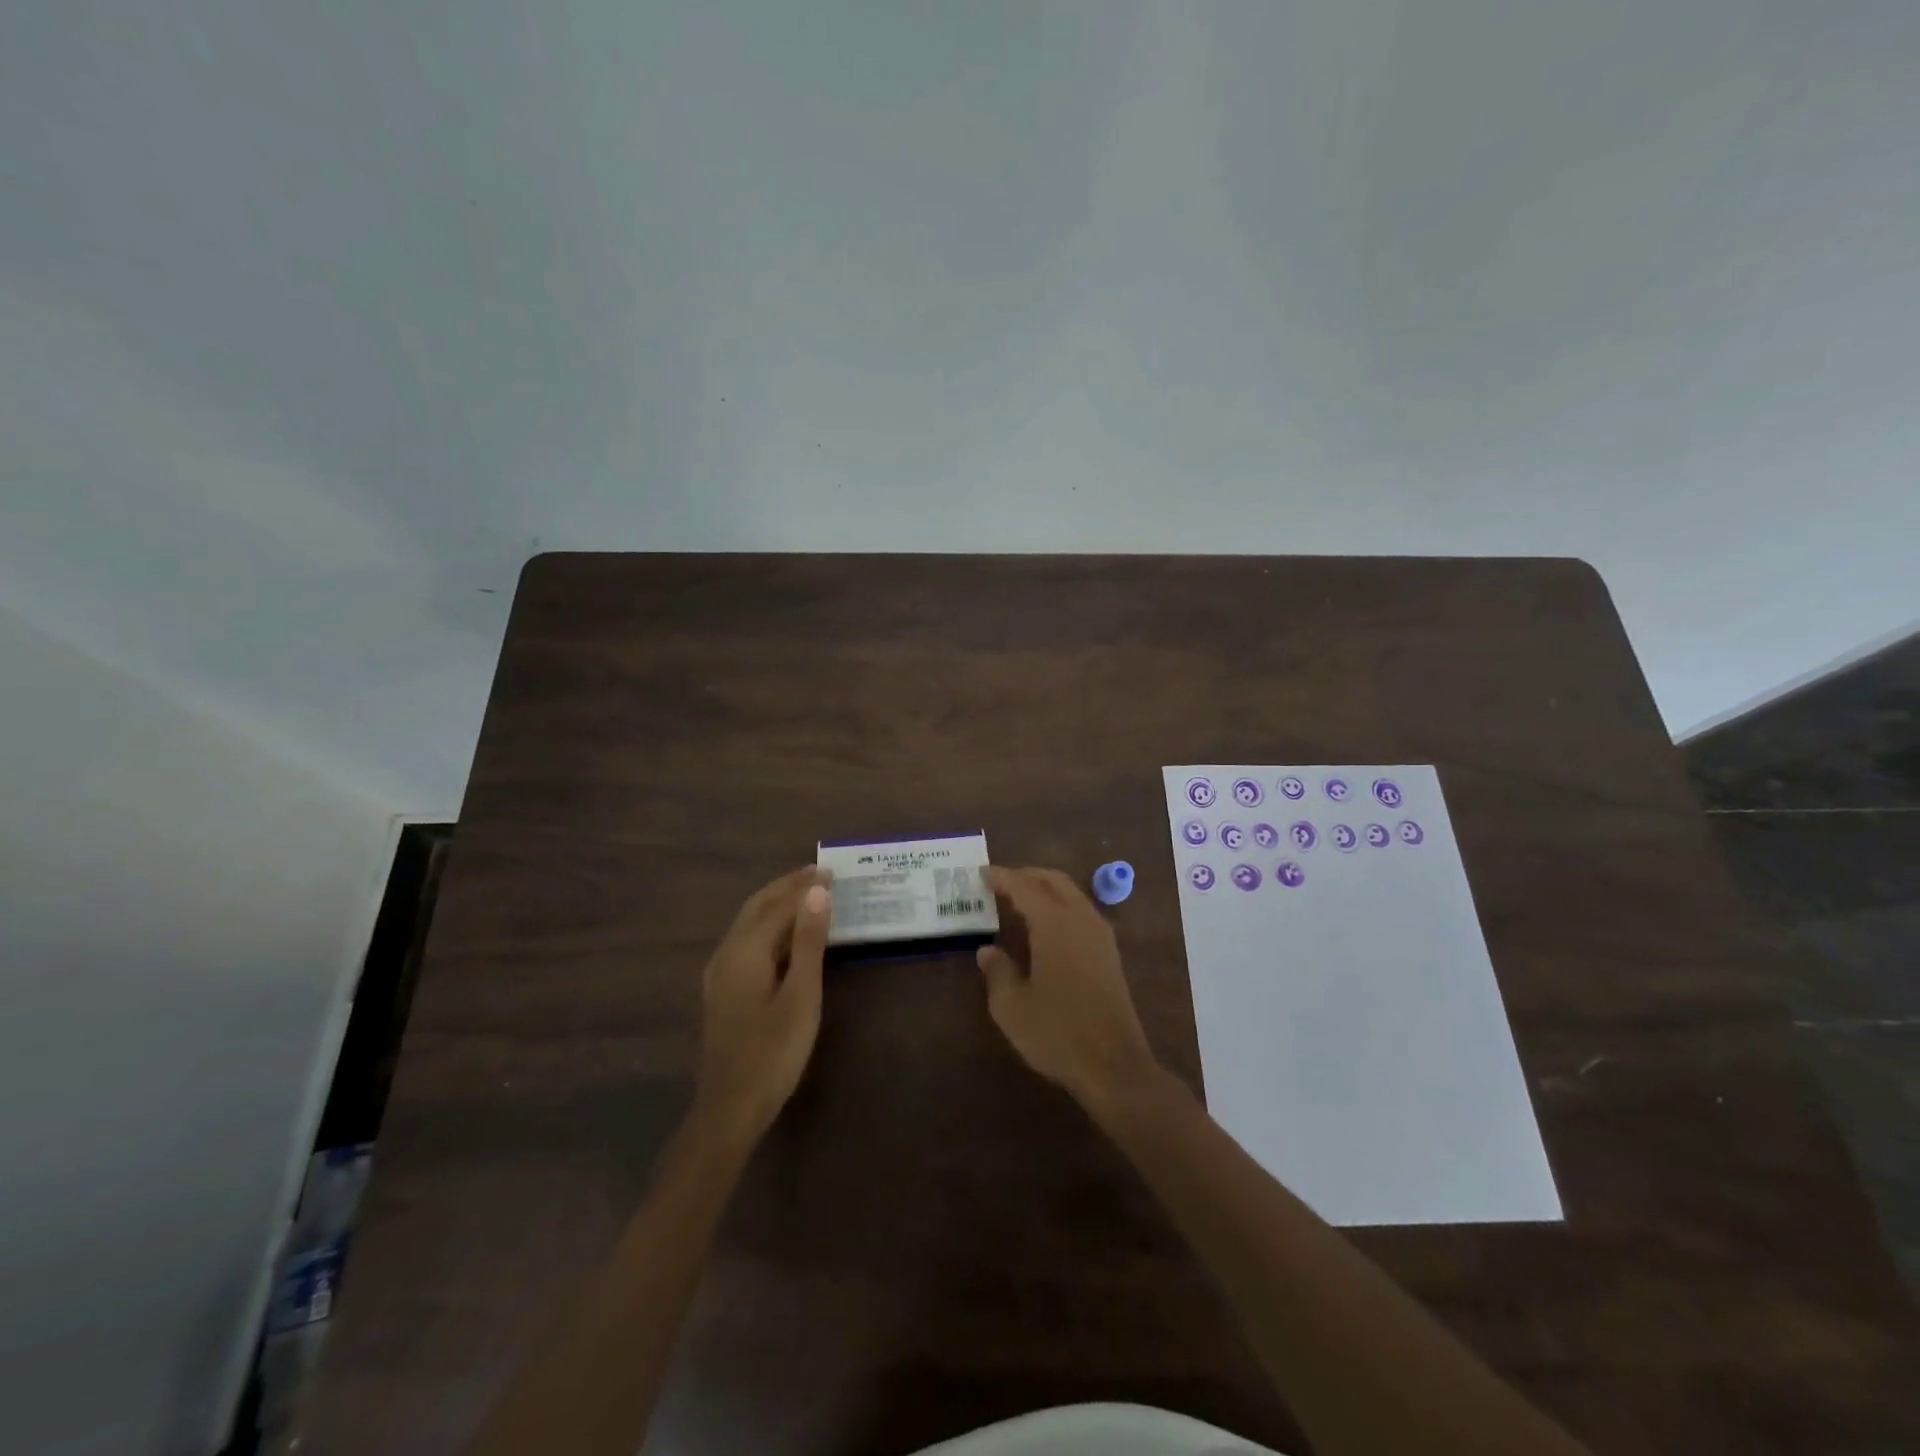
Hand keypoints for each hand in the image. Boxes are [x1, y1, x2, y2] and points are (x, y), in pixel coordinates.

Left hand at [695, 868, 830, 1143]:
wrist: (730, 1109)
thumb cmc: (773, 1053)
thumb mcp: (801, 996)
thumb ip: (809, 942)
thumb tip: (817, 892)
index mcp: (745, 951)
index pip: (778, 905)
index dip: (805, 886)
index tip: (832, 870)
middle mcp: (727, 953)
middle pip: (757, 906)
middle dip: (787, 886)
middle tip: (820, 873)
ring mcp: (721, 972)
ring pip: (750, 923)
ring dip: (778, 903)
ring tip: (808, 894)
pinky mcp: (724, 989)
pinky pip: (748, 940)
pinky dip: (770, 925)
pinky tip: (788, 934)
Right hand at [977, 865, 1158, 1113]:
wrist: (1114, 1066)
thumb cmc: (1057, 1033)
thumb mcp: (1012, 1007)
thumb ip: (997, 971)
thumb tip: (987, 951)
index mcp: (1055, 923)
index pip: (1025, 887)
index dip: (1002, 878)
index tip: (982, 874)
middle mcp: (1081, 919)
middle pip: (1053, 881)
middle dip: (1026, 876)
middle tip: (1000, 882)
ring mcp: (1100, 935)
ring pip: (1071, 894)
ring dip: (1045, 889)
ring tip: (1018, 900)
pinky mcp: (1109, 953)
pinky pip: (1081, 911)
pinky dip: (1059, 905)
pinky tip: (1044, 925)